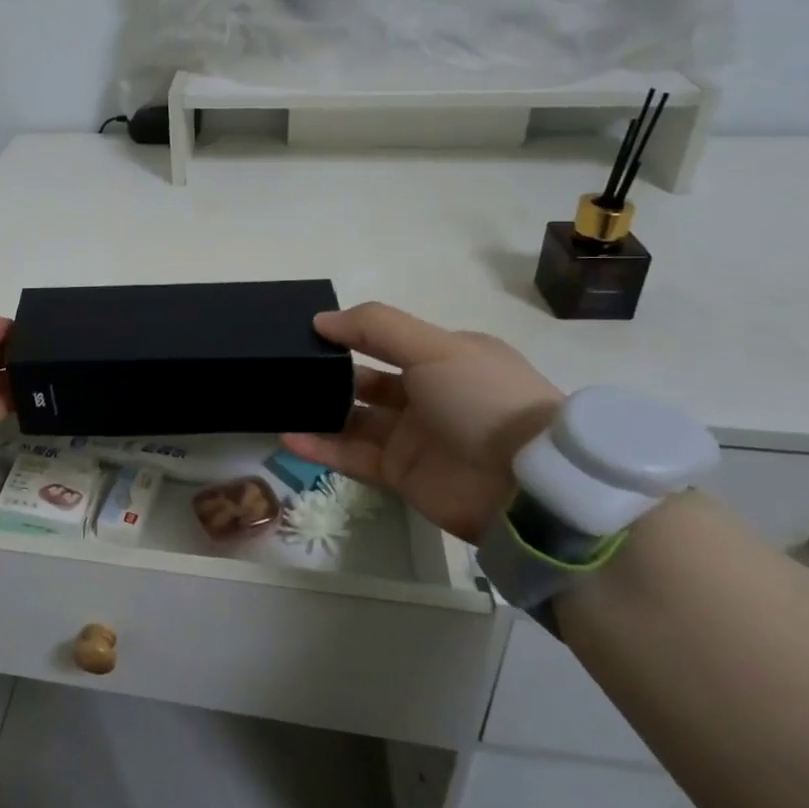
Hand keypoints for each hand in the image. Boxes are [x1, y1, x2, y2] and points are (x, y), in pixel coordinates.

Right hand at [281, 303, 561, 543]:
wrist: (527, 487)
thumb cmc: (483, 401)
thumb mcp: (436, 348)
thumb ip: (376, 328)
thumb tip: (321, 320)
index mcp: (446, 358)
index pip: (387, 339)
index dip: (350, 333)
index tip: (308, 332)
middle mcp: (429, 394)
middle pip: (368, 380)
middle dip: (331, 374)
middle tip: (287, 370)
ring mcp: (415, 436)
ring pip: (355, 419)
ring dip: (320, 411)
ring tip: (281, 403)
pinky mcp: (402, 474)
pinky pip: (353, 457)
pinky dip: (322, 448)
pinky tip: (289, 437)